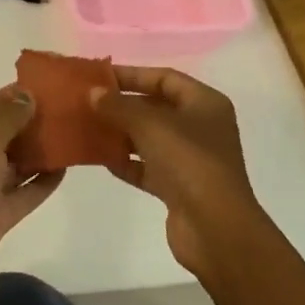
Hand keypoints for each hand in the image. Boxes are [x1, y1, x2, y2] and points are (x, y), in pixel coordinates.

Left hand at [0, 86, 63, 298]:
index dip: (16, 95)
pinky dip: (41, 182)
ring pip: (15, 164)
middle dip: (31, 123)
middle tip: (67, 111)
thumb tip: (29, 95)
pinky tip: (65, 169)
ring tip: (71, 136)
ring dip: (39, 152)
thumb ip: (9, 117)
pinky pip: (23, 193)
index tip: (50, 87)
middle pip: (3, 134)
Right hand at [93, 66, 269, 277]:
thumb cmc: (189, 162)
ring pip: (150, 138)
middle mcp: (201, 127)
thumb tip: (93, 93)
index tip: (99, 76)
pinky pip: (147, 167)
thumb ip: (118, 106)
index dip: (132, 74)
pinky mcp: (179, 188)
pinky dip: (126, 162)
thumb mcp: (150, 125)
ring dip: (121, 133)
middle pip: (156, 107)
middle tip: (88, 102)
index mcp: (205, 103)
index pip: (164, 78)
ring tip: (88, 127)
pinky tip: (100, 158)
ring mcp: (191, 159)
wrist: (216, 230)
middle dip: (122, 104)